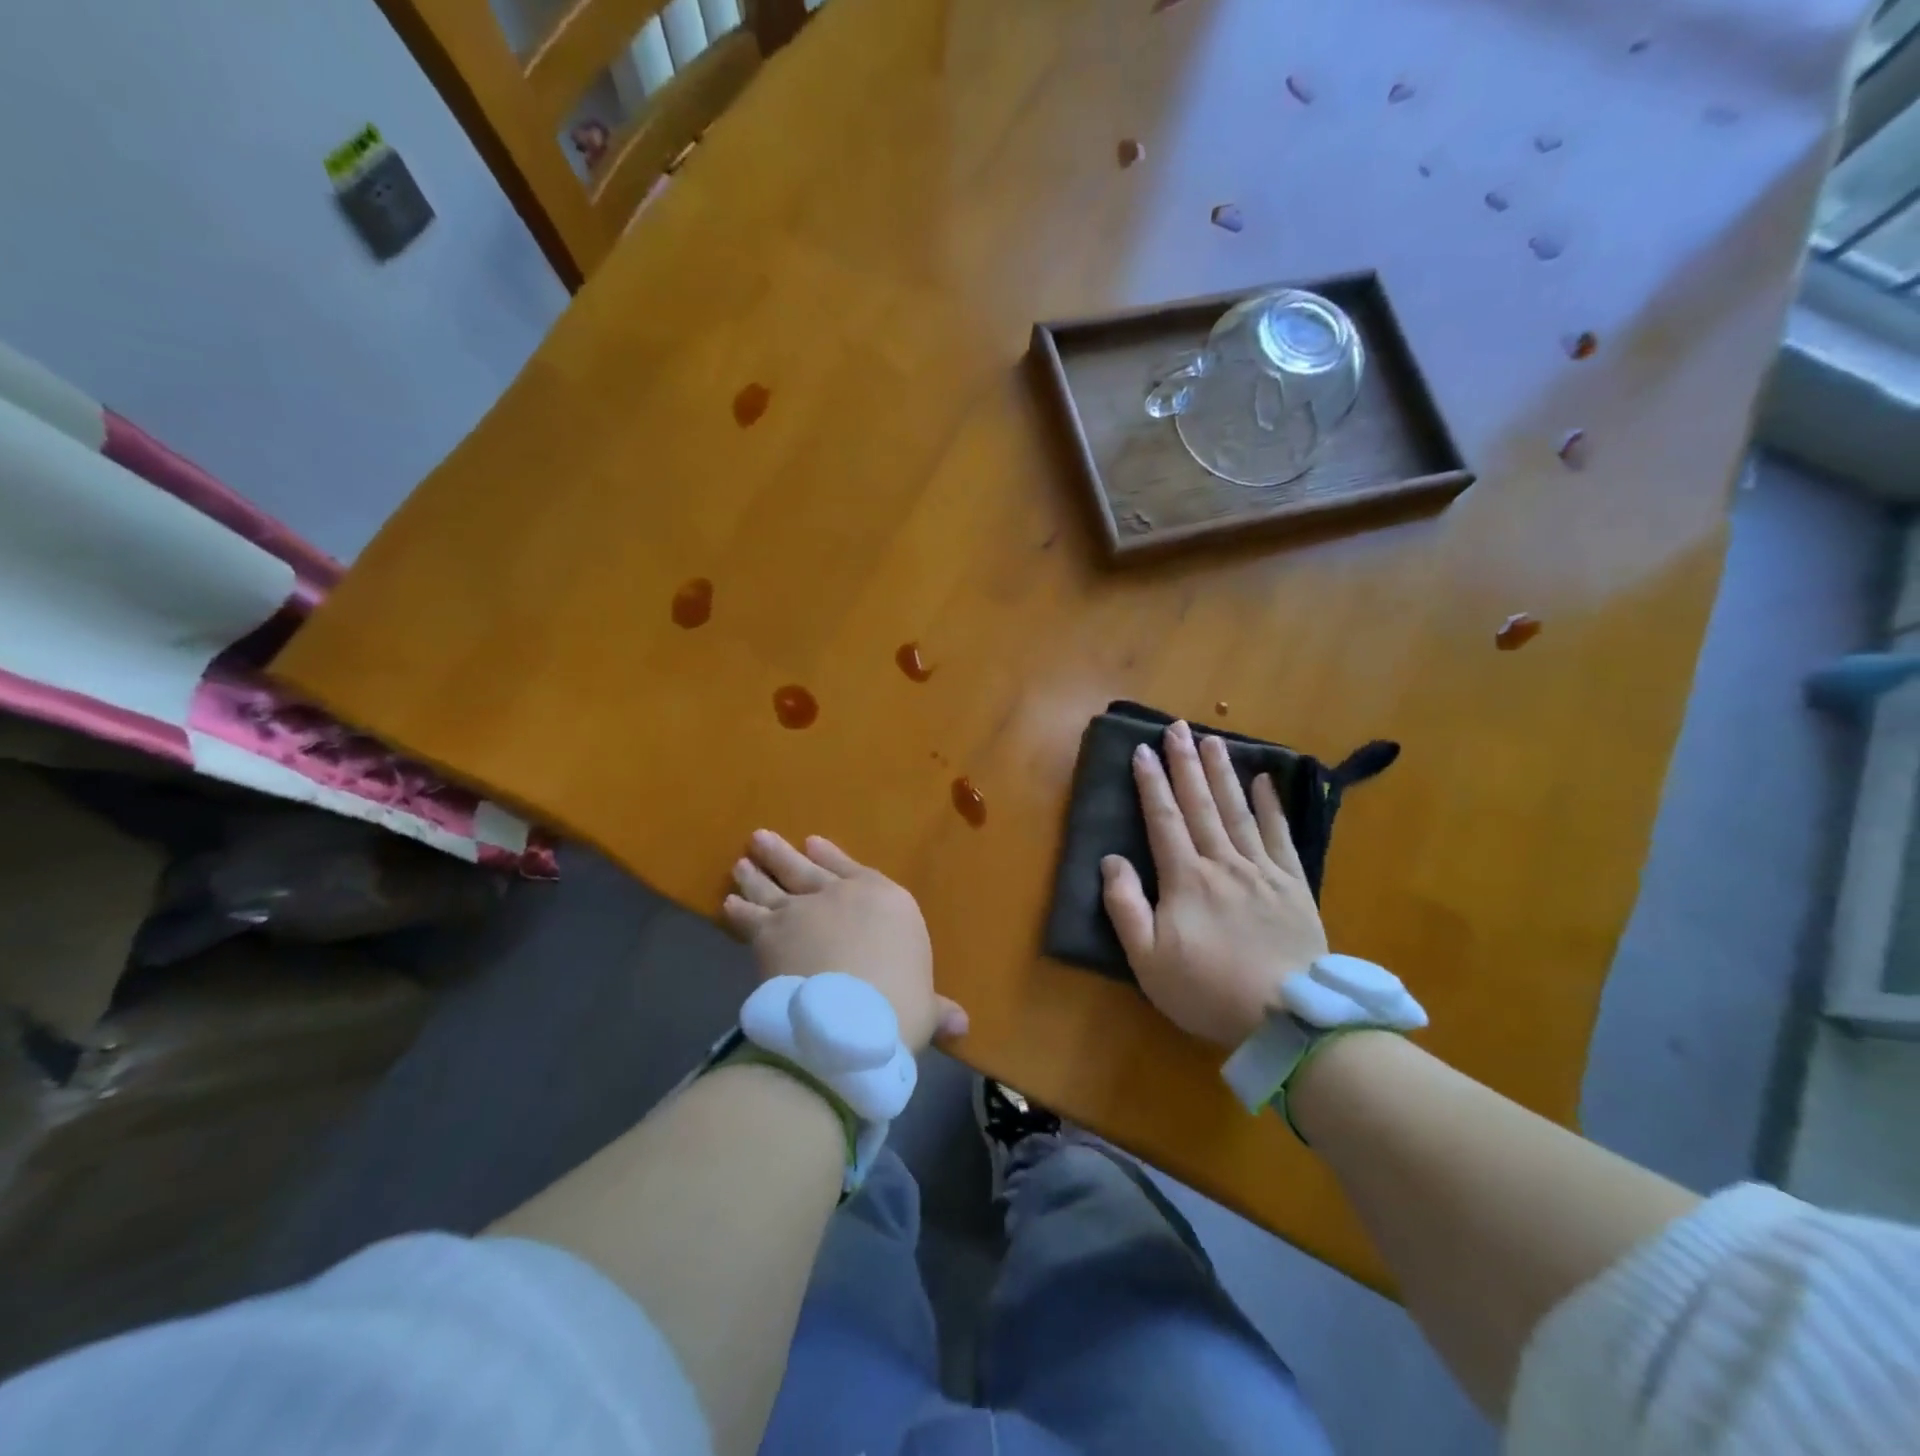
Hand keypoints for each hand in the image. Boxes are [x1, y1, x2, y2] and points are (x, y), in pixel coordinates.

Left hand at [722, 830, 967, 1051]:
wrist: (848, 1019)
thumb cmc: (900, 1008)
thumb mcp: (926, 1009)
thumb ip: (936, 1009)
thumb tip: (961, 1026)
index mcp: (887, 901)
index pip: (857, 871)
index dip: (833, 859)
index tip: (813, 845)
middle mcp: (842, 895)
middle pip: (807, 870)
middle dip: (784, 855)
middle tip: (763, 839)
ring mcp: (802, 910)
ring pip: (774, 886)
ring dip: (757, 874)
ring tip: (742, 862)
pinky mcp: (769, 933)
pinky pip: (750, 917)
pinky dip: (739, 910)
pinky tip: (729, 904)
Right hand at [1101, 720, 1328, 1047]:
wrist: (1288, 1017)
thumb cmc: (1207, 990)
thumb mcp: (1147, 959)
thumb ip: (1125, 906)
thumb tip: (1111, 860)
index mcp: (1185, 879)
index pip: (1163, 819)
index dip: (1151, 784)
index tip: (1142, 750)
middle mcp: (1222, 863)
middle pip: (1200, 804)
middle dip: (1185, 763)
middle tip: (1176, 727)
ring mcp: (1261, 870)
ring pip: (1237, 811)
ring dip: (1222, 773)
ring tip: (1212, 740)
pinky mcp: (1293, 885)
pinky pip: (1280, 836)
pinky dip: (1271, 806)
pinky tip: (1264, 781)